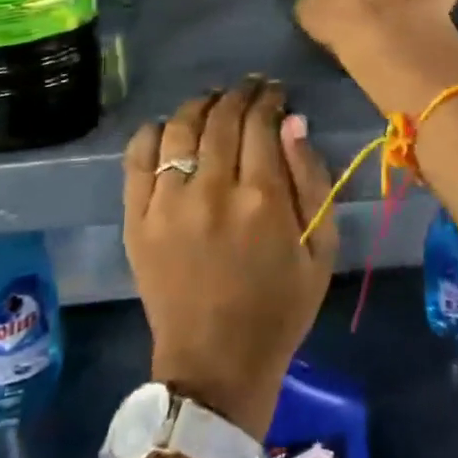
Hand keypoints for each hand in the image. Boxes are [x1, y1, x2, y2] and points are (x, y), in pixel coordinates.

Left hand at [123, 77, 338, 437]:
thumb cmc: (278, 309)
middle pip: (222, 118)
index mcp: (261, 200)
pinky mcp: (136, 220)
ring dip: (201, 104)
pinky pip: (138, 157)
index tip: (275, 93)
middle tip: (250, 89)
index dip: (270, 99)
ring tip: (213, 101)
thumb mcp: (321, 251)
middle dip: (240, 94)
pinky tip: (169, 127)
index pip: (261, 123)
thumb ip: (311, 181)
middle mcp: (211, 191)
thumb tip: (293, 122)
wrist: (215, 368)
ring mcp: (167, 204)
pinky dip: (153, 132)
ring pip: (180, 127)